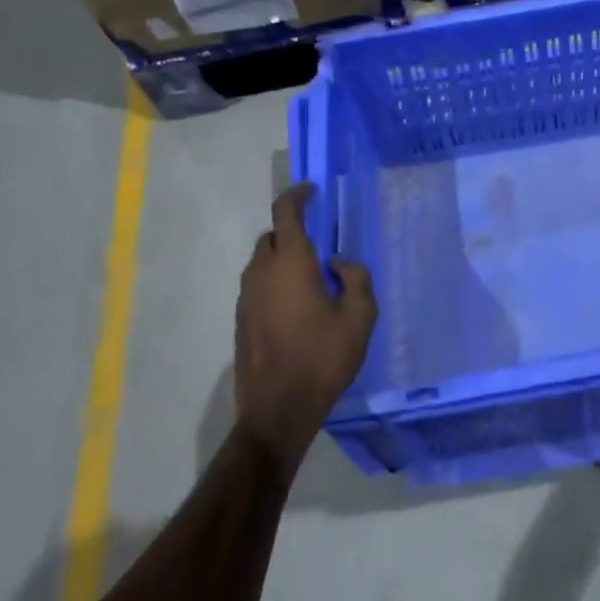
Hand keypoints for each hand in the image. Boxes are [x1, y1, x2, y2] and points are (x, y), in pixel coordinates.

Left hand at [235, 184, 377, 470]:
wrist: (277, 410)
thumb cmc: (322, 358)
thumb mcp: (359, 317)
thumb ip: (356, 278)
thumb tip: (338, 264)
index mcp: (290, 263)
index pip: (286, 212)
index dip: (297, 195)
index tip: (311, 191)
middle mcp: (261, 272)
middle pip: (272, 236)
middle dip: (293, 231)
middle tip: (320, 244)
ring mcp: (246, 297)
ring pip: (262, 262)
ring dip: (283, 259)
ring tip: (311, 279)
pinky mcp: (240, 319)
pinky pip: (258, 285)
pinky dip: (275, 282)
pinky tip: (297, 307)